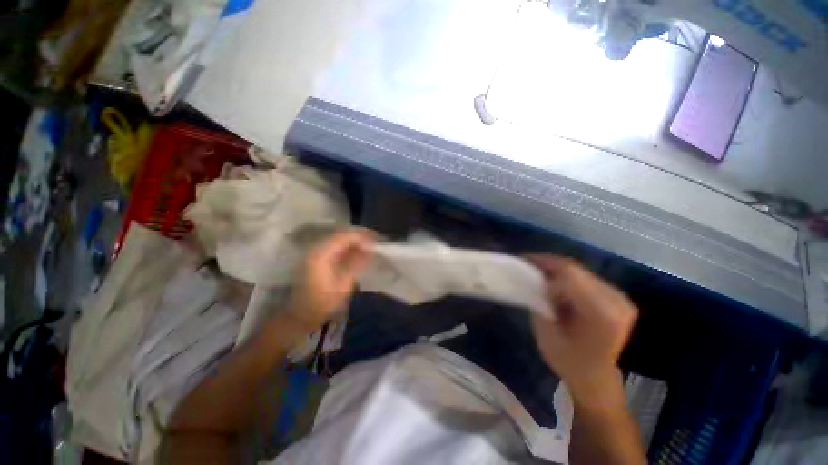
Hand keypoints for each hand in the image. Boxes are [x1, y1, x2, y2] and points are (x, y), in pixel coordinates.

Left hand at [286, 228, 375, 331]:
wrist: (301, 314)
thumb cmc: (323, 302)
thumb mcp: (344, 285)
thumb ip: (357, 264)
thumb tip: (371, 250)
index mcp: (321, 254)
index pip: (345, 236)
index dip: (362, 236)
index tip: (377, 240)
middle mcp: (316, 248)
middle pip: (341, 233)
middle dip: (360, 235)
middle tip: (376, 239)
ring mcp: (315, 251)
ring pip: (339, 238)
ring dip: (354, 239)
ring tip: (369, 245)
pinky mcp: (317, 256)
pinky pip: (335, 245)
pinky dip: (348, 245)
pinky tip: (358, 251)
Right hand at [525, 255, 637, 407]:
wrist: (596, 379)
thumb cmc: (569, 362)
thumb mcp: (546, 334)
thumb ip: (540, 303)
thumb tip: (535, 280)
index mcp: (602, 314)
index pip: (569, 275)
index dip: (544, 265)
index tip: (523, 262)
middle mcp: (617, 301)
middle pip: (576, 269)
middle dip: (548, 264)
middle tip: (527, 262)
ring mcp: (620, 298)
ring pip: (580, 271)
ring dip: (556, 269)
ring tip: (537, 271)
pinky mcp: (616, 298)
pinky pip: (585, 277)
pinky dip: (566, 276)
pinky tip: (553, 281)